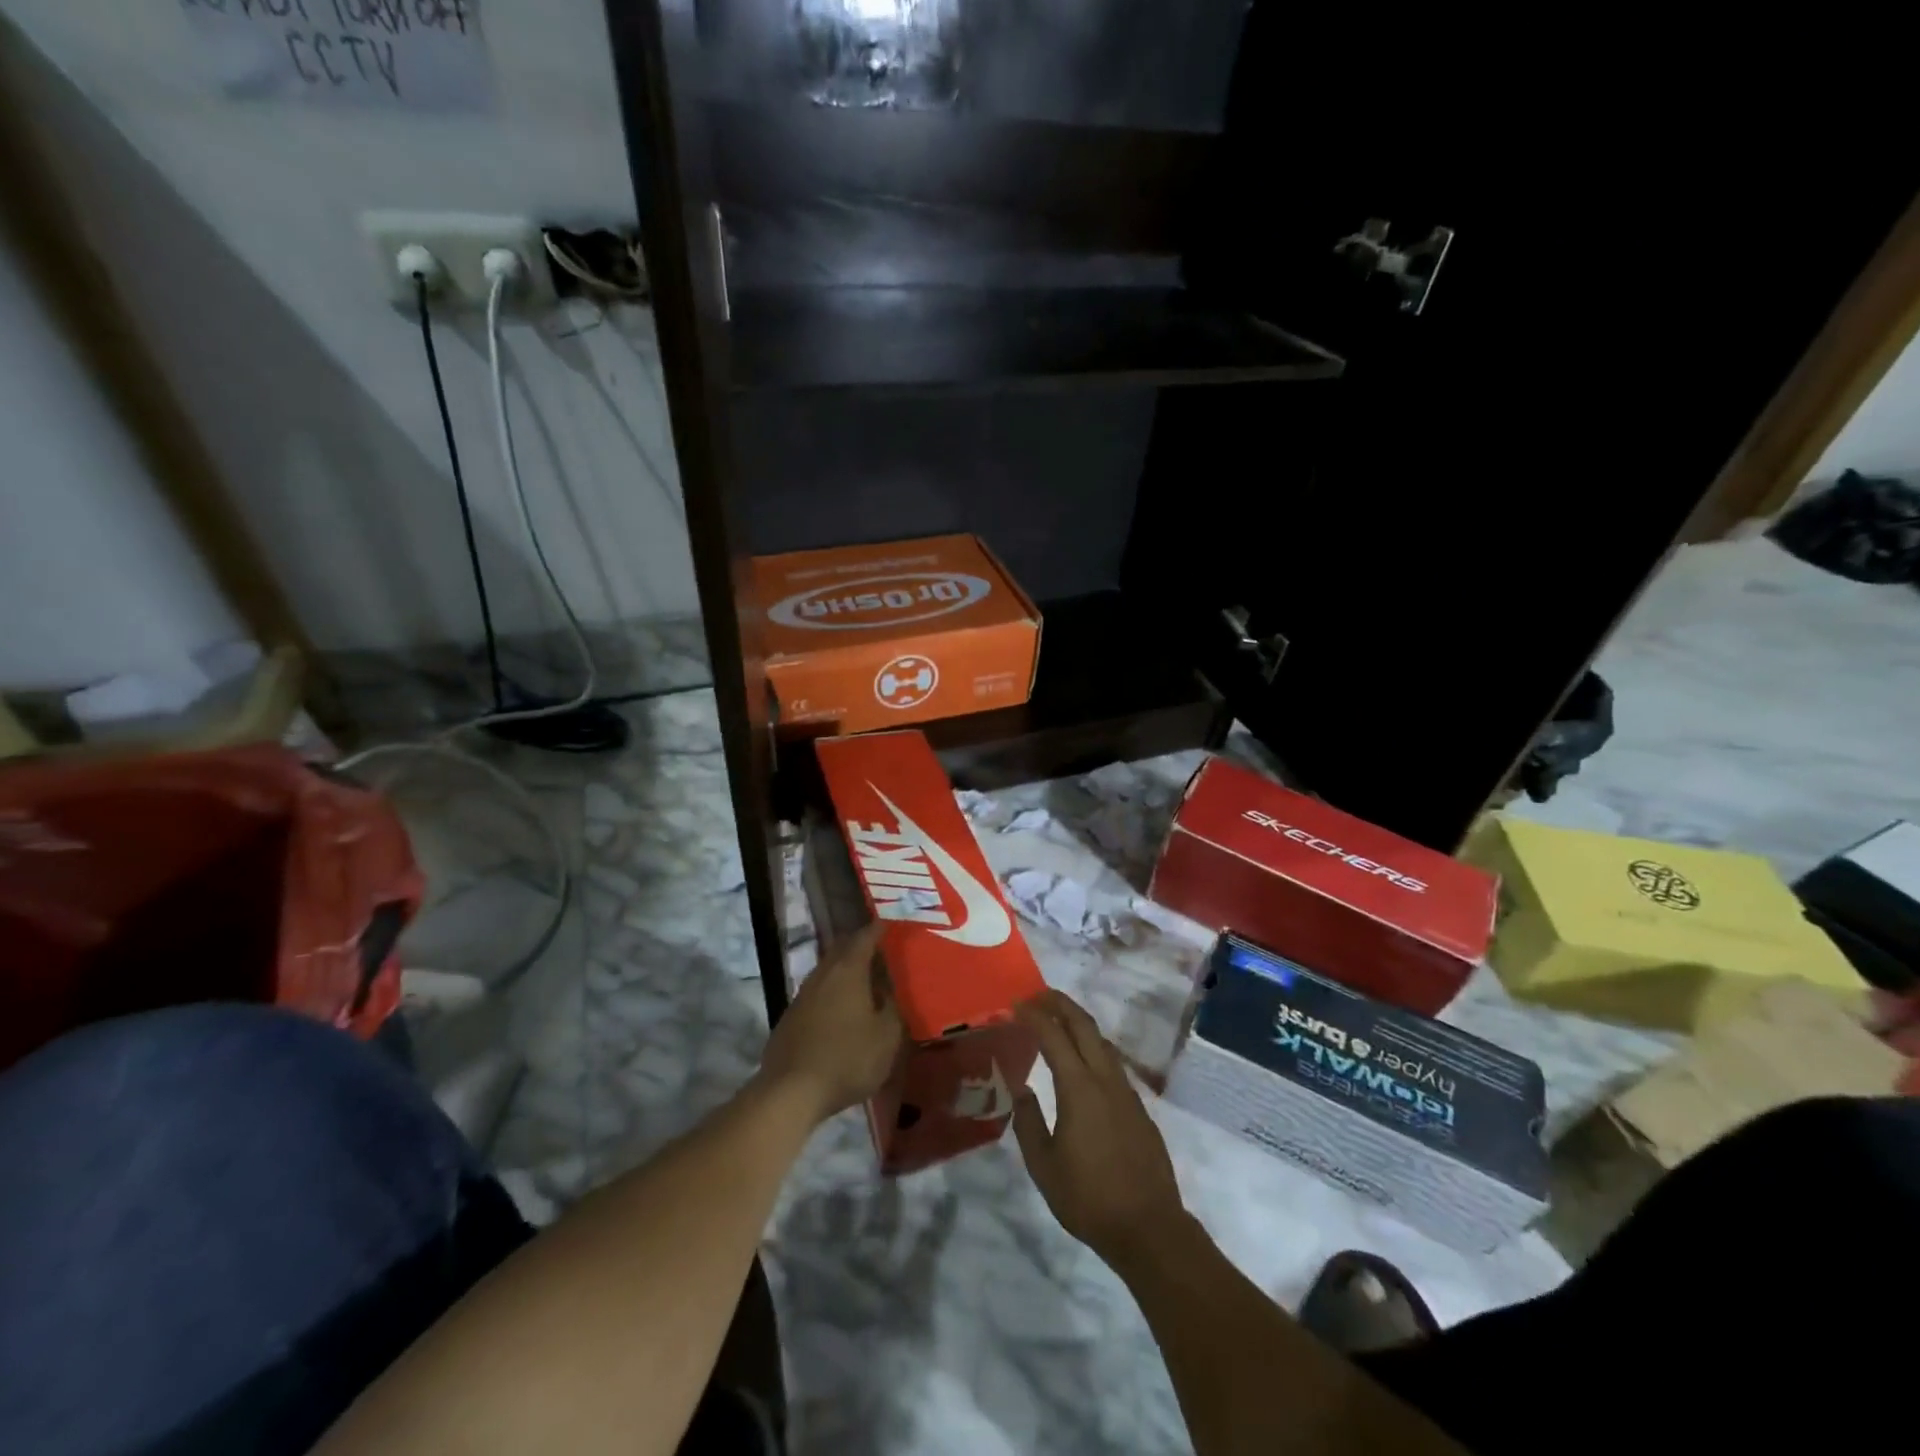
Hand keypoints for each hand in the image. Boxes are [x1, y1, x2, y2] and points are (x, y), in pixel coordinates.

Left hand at [758, 922, 901, 1125]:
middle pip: (842, 949)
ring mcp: (802, 995)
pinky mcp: (790, 1017)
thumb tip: (891, 993)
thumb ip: (893, 1009)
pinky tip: (841, 1012)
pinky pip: (817, 994)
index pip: (864, 937)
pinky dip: (832, 994)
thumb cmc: (847, 1059)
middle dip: (860, 946)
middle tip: (881, 952)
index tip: (891, 926)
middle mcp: (823, 974)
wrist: (790, 1091)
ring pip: (827, 972)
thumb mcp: (886, 1037)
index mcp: (848, 970)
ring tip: (865, 983)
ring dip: (845, 972)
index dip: (879, 929)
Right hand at [1011, 990, 1188, 1270]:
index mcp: (1079, 1089)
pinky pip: (1113, 1064)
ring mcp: (1127, 1093)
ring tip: (1058, 1021)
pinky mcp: (1139, 1109)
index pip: (1053, 1037)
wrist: (1149, 1228)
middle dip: (1061, 1004)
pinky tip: (1084, 1063)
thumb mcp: (1044, 1166)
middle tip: (1038, 995)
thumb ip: (1028, 1123)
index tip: (1016, 1004)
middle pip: (1085, 1026)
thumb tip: (1023, 1090)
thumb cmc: (1089, 1199)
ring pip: (1103, 1042)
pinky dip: (1094, 1048)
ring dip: (1080, 1024)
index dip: (1034, 1016)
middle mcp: (1105, 1080)